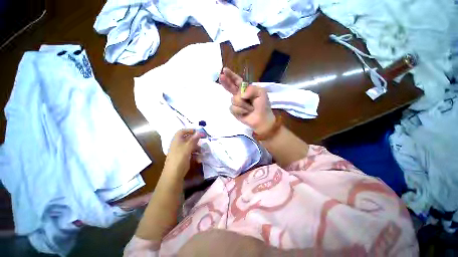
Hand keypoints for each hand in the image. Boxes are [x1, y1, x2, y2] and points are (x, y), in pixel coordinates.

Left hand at [163, 129, 203, 178]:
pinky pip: (191, 153)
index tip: (197, 132)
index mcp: (177, 140)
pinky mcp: (184, 157)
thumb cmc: (180, 157)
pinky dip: (195, 155)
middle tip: (202, 140)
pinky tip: (199, 159)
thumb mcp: (187, 147)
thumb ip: (194, 139)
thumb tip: (199, 132)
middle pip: (188, 139)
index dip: (189, 130)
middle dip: (196, 140)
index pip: (182, 131)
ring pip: (191, 146)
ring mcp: (181, 151)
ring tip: (202, 151)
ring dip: (197, 148)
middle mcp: (178, 145)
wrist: (174, 173)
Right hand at [219, 67, 275, 133]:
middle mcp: (239, 94)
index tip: (224, 70)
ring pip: (234, 99)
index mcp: (246, 89)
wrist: (262, 119)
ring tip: (250, 108)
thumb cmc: (263, 105)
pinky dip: (241, 110)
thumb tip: (241, 95)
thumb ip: (251, 89)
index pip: (237, 81)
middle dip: (226, 82)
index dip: (231, 75)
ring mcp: (236, 103)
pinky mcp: (234, 111)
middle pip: (230, 87)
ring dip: (244, 104)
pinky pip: (233, 108)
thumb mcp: (261, 93)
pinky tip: (245, 113)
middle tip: (221, 77)